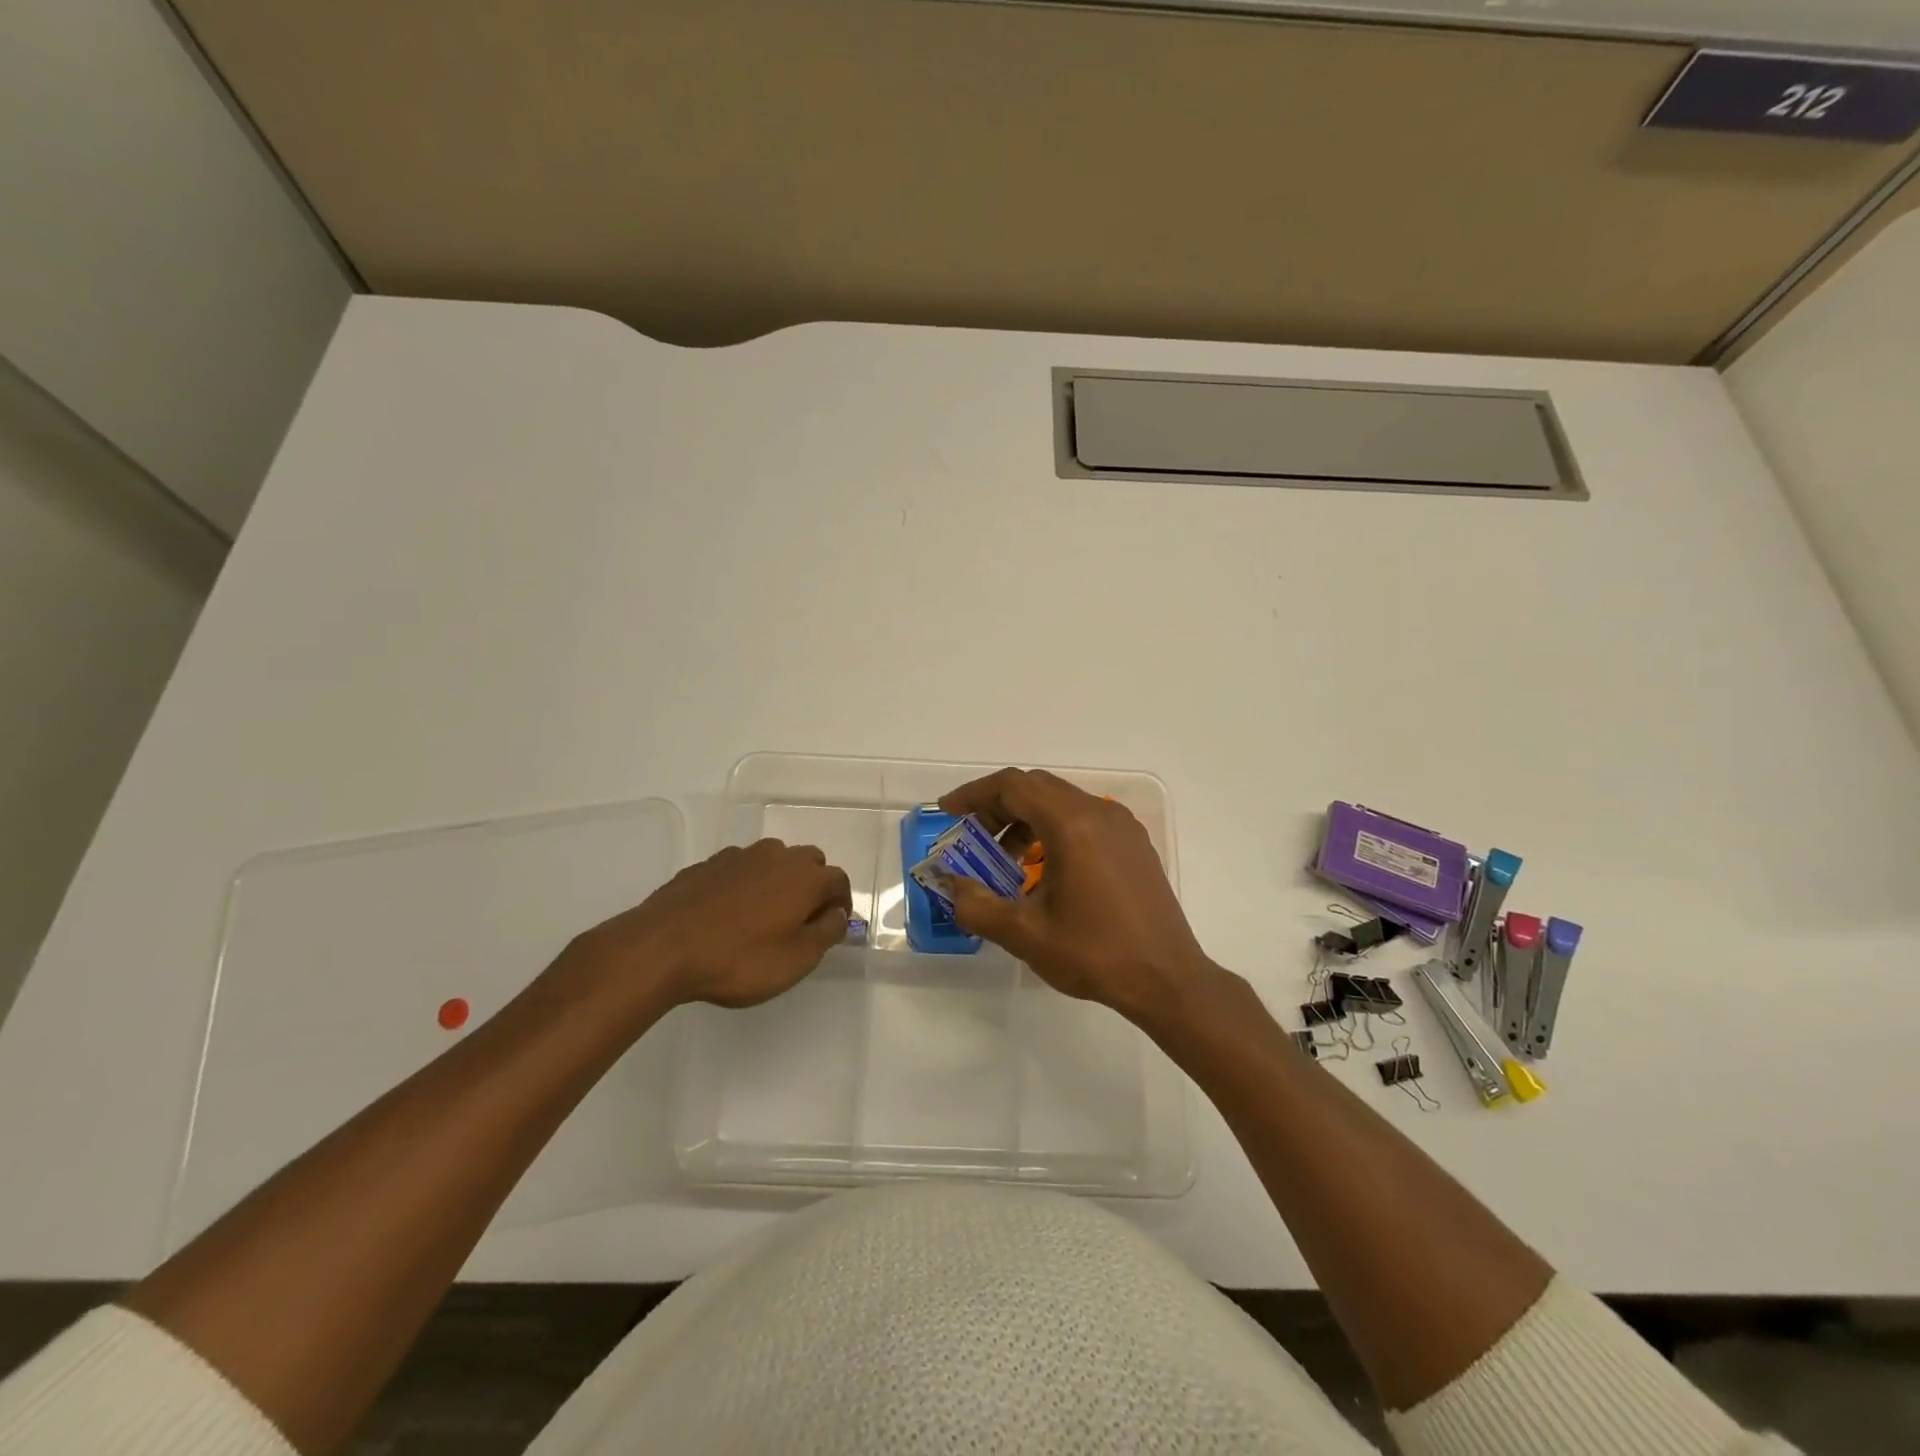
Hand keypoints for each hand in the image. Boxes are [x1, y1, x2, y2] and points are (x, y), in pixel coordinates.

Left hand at [560, 839, 851, 1014]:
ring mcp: (739, 856)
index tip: (833, 927)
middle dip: (812, 886)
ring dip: (778, 881)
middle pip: (809, 863)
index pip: (839, 881)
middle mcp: (777, 856)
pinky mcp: (707, 865)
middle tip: (801, 920)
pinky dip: (745, 885)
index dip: (842, 904)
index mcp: (806, 876)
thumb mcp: (797, 959)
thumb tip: (838, 914)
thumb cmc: (740, 959)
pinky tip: (729, 913)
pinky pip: (740, 870)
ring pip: (772, 861)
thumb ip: (827, 933)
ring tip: (763, 916)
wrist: (663, 947)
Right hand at [938, 769, 1215, 1024]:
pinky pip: (1085, 819)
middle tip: (973, 838)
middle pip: (1037, 788)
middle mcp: (1099, 813)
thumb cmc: (1095, 954)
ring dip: (1026, 819)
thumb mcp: (1025, 934)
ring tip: (1007, 861)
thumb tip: (952, 885)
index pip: (1013, 786)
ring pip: (1062, 802)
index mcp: (1072, 824)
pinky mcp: (1134, 844)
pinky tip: (1046, 870)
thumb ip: (977, 905)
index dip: (974, 794)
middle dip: (998, 807)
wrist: (1167, 980)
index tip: (949, 812)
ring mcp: (1122, 826)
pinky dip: (1054, 829)